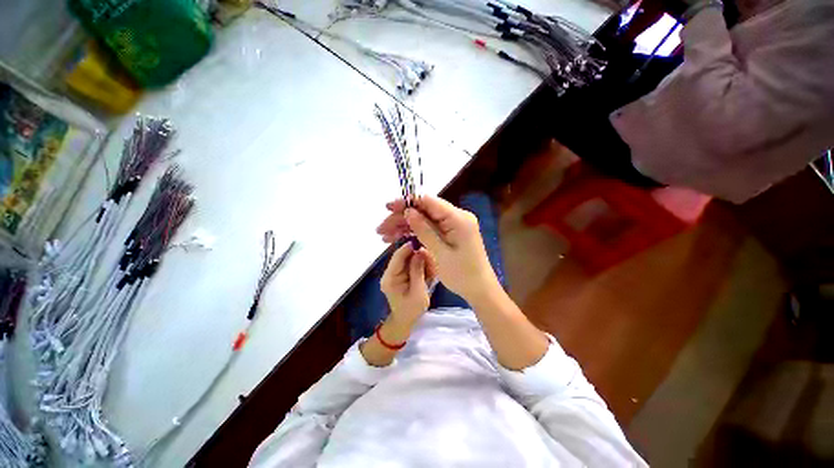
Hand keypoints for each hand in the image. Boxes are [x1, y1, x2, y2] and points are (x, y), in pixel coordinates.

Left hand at [380, 242, 434, 328]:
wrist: (405, 322)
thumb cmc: (411, 311)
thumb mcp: (418, 292)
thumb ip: (418, 271)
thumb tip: (420, 251)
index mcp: (390, 278)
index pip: (398, 257)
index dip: (409, 248)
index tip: (423, 243)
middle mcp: (390, 273)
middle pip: (404, 256)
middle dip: (418, 255)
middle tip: (432, 258)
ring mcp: (395, 273)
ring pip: (409, 259)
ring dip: (422, 261)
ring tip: (432, 268)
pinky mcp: (401, 275)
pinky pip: (411, 265)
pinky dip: (421, 266)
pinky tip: (429, 272)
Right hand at [383, 196, 498, 303]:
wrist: (479, 289)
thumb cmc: (462, 275)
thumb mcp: (440, 253)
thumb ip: (424, 230)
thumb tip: (408, 211)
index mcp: (458, 219)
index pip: (429, 202)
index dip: (408, 202)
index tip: (389, 207)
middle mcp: (456, 217)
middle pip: (424, 210)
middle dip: (402, 217)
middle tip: (381, 228)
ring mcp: (453, 225)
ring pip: (424, 219)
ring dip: (404, 225)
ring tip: (385, 235)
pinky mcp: (450, 232)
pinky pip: (430, 228)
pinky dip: (414, 232)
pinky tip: (398, 237)